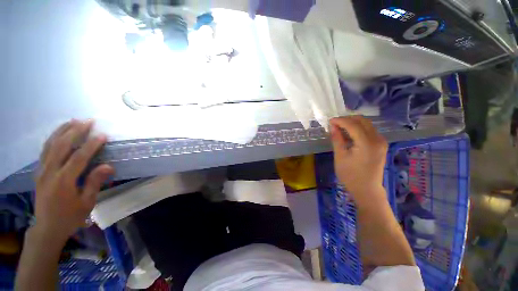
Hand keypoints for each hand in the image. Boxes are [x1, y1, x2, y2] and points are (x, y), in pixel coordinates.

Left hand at [34, 120, 113, 242]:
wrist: (47, 227)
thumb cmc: (70, 216)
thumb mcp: (86, 203)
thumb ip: (94, 183)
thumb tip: (108, 166)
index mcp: (63, 181)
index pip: (78, 158)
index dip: (91, 145)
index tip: (103, 135)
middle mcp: (50, 172)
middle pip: (62, 146)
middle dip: (75, 132)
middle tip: (88, 121)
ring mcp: (42, 170)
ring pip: (50, 145)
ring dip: (62, 131)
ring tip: (73, 121)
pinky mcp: (39, 171)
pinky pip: (45, 150)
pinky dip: (53, 139)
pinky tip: (60, 133)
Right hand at [329, 116, 387, 203]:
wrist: (367, 189)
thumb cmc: (350, 175)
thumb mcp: (340, 157)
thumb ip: (337, 139)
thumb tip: (333, 126)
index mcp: (367, 143)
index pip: (353, 125)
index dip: (340, 121)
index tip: (330, 121)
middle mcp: (377, 139)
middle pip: (362, 121)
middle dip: (347, 119)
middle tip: (335, 123)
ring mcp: (381, 142)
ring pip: (367, 124)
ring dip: (353, 123)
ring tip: (340, 127)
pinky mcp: (381, 145)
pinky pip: (369, 130)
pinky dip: (359, 128)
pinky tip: (350, 134)